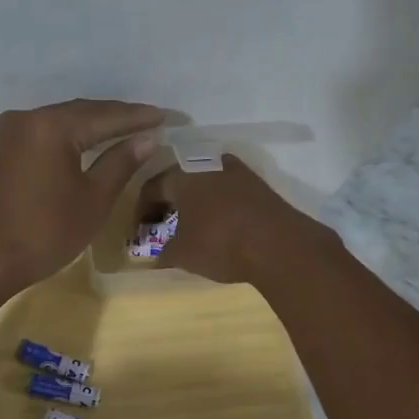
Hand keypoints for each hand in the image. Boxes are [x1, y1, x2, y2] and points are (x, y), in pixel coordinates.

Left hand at [0, 98, 165, 297]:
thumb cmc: (43, 234)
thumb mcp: (92, 200)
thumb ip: (121, 163)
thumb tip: (148, 138)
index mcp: (51, 126)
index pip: (106, 115)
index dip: (140, 118)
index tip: (170, 117)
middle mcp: (26, 118)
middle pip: (81, 112)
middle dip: (117, 118)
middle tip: (152, 123)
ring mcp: (7, 133)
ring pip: (60, 122)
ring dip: (93, 127)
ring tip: (127, 133)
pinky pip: (43, 135)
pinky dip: (69, 138)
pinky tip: (88, 146)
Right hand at [137, 154, 312, 283]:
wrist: (279, 244)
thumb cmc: (220, 243)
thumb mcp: (183, 254)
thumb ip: (165, 252)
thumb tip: (159, 254)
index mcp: (182, 175)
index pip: (151, 187)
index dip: (141, 210)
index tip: (139, 231)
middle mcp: (208, 163)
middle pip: (179, 180)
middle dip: (167, 203)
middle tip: (162, 225)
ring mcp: (237, 170)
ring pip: (205, 182)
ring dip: (194, 202)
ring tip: (191, 225)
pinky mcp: (258, 183)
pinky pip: (227, 190)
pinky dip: (216, 204)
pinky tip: (219, 224)